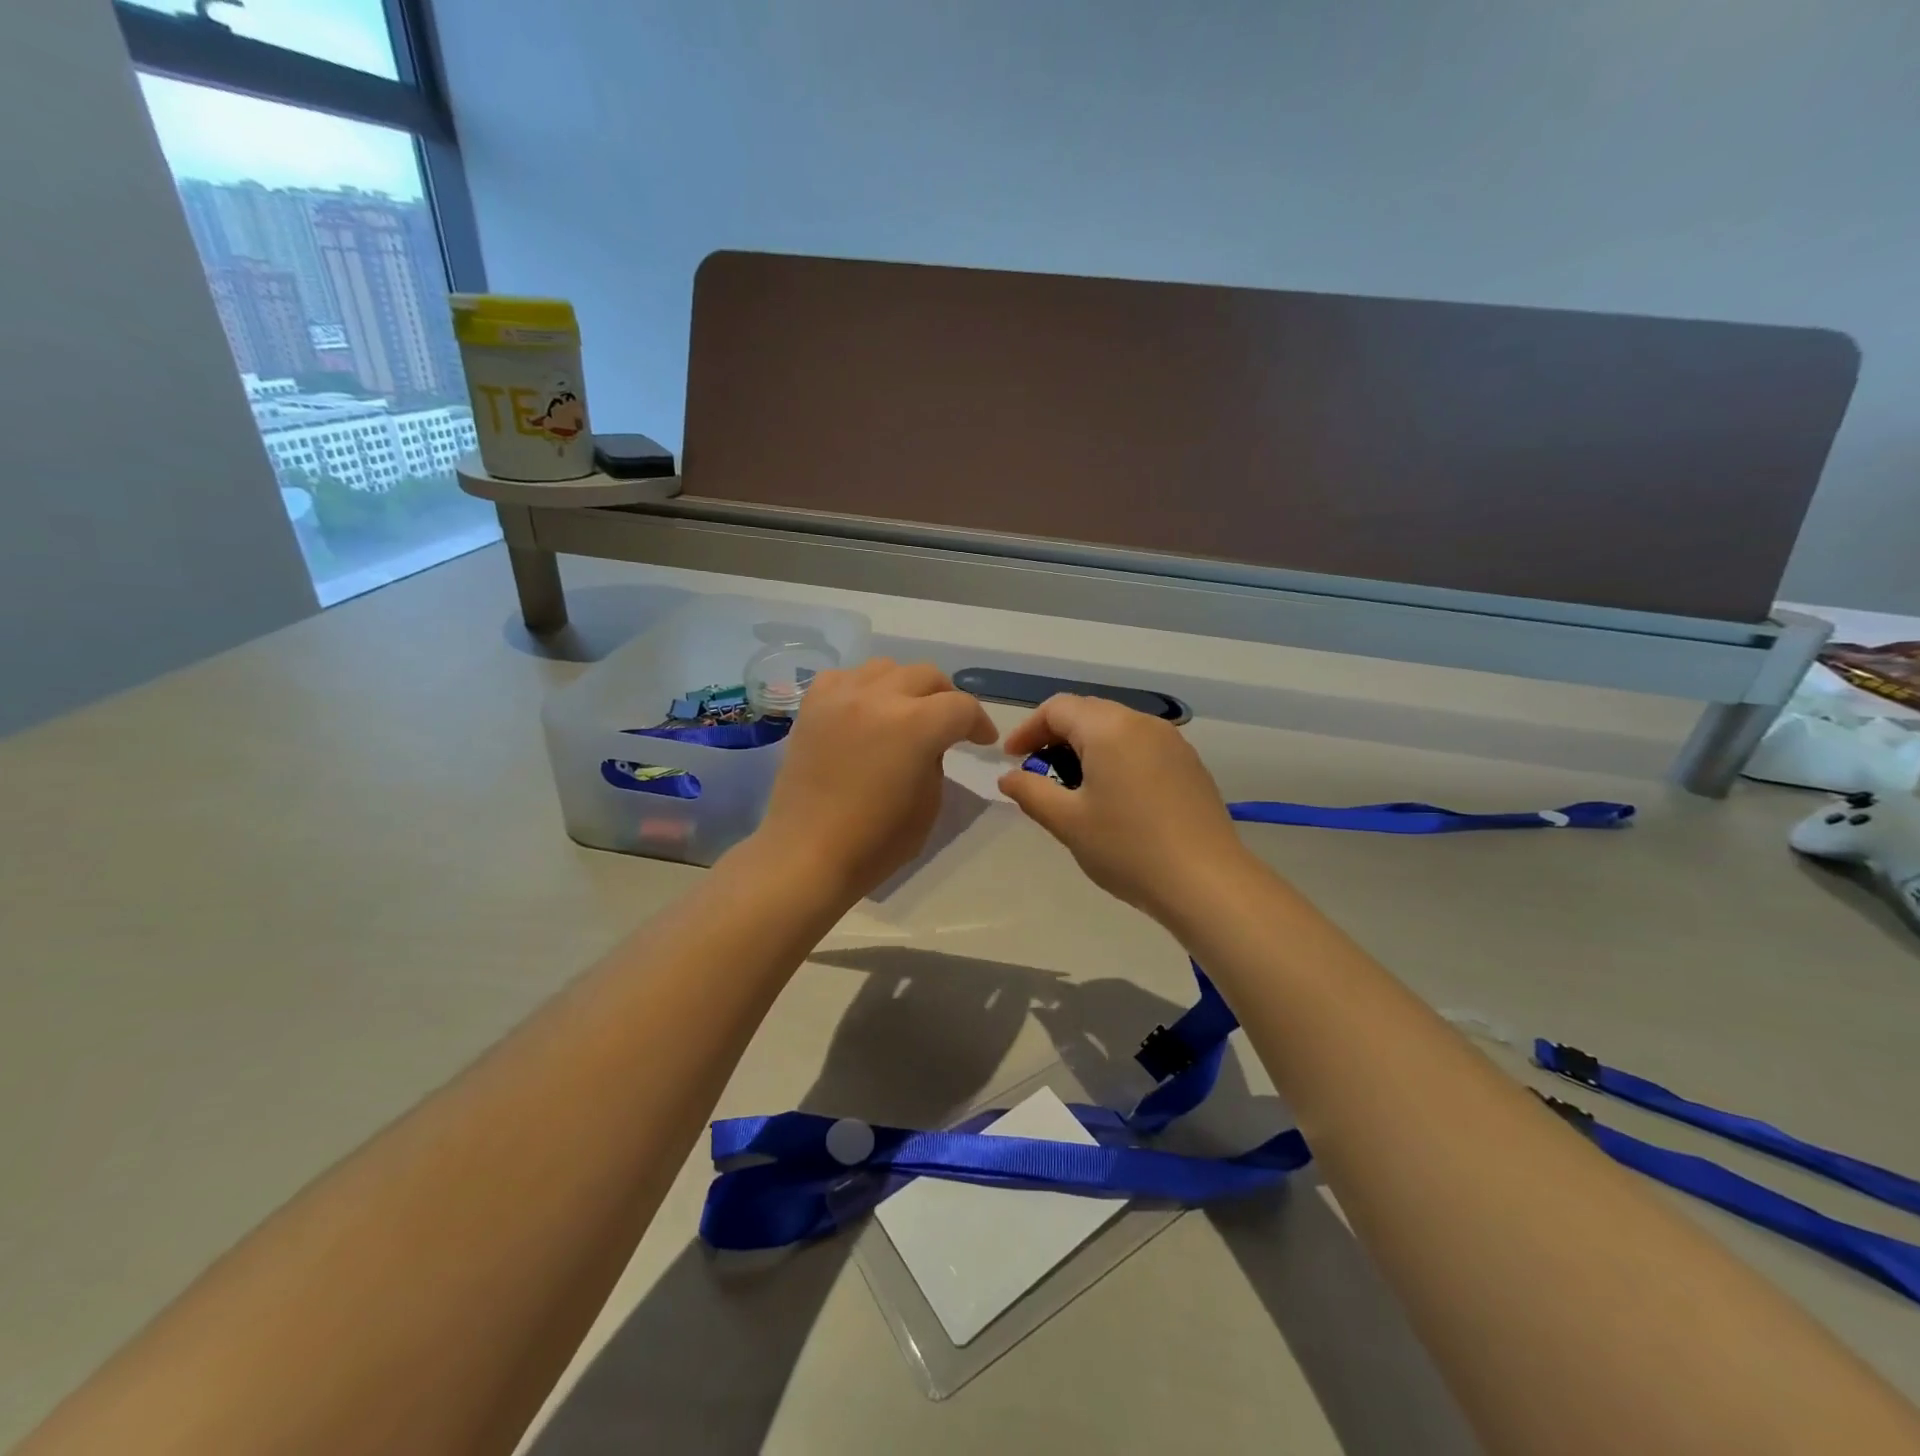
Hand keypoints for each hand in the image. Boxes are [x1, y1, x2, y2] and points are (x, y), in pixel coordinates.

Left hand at [755, 659, 996, 899]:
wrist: (806, 854)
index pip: (961, 707)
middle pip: (926, 675)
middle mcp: (878, 697)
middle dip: (946, 698)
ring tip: (905, 712)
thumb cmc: (874, 842)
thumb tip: (929, 742)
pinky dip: (863, 688)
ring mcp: (840, 696)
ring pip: (886, 668)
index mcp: (915, 725)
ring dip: (905, 687)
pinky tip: (864, 711)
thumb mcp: (929, 804)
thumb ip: (936, 760)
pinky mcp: (812, 706)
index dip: (979, 723)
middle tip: (949, 725)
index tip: (982, 741)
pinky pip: (845, 677)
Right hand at [998, 695, 1257, 924]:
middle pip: (1088, 713)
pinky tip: (1114, 796)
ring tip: (1072, 786)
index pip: (1057, 708)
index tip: (1011, 760)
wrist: (1206, 882)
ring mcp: (1172, 742)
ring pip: (1116, 728)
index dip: (1028, 730)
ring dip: (1087, 747)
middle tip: (1037, 771)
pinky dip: (1116, 758)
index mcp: (1108, 728)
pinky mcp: (1189, 764)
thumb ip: (1031, 792)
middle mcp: (1142, 723)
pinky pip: (1141, 746)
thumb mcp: (1067, 822)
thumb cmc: (1127, 848)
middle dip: (1056, 735)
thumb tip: (1008, 777)